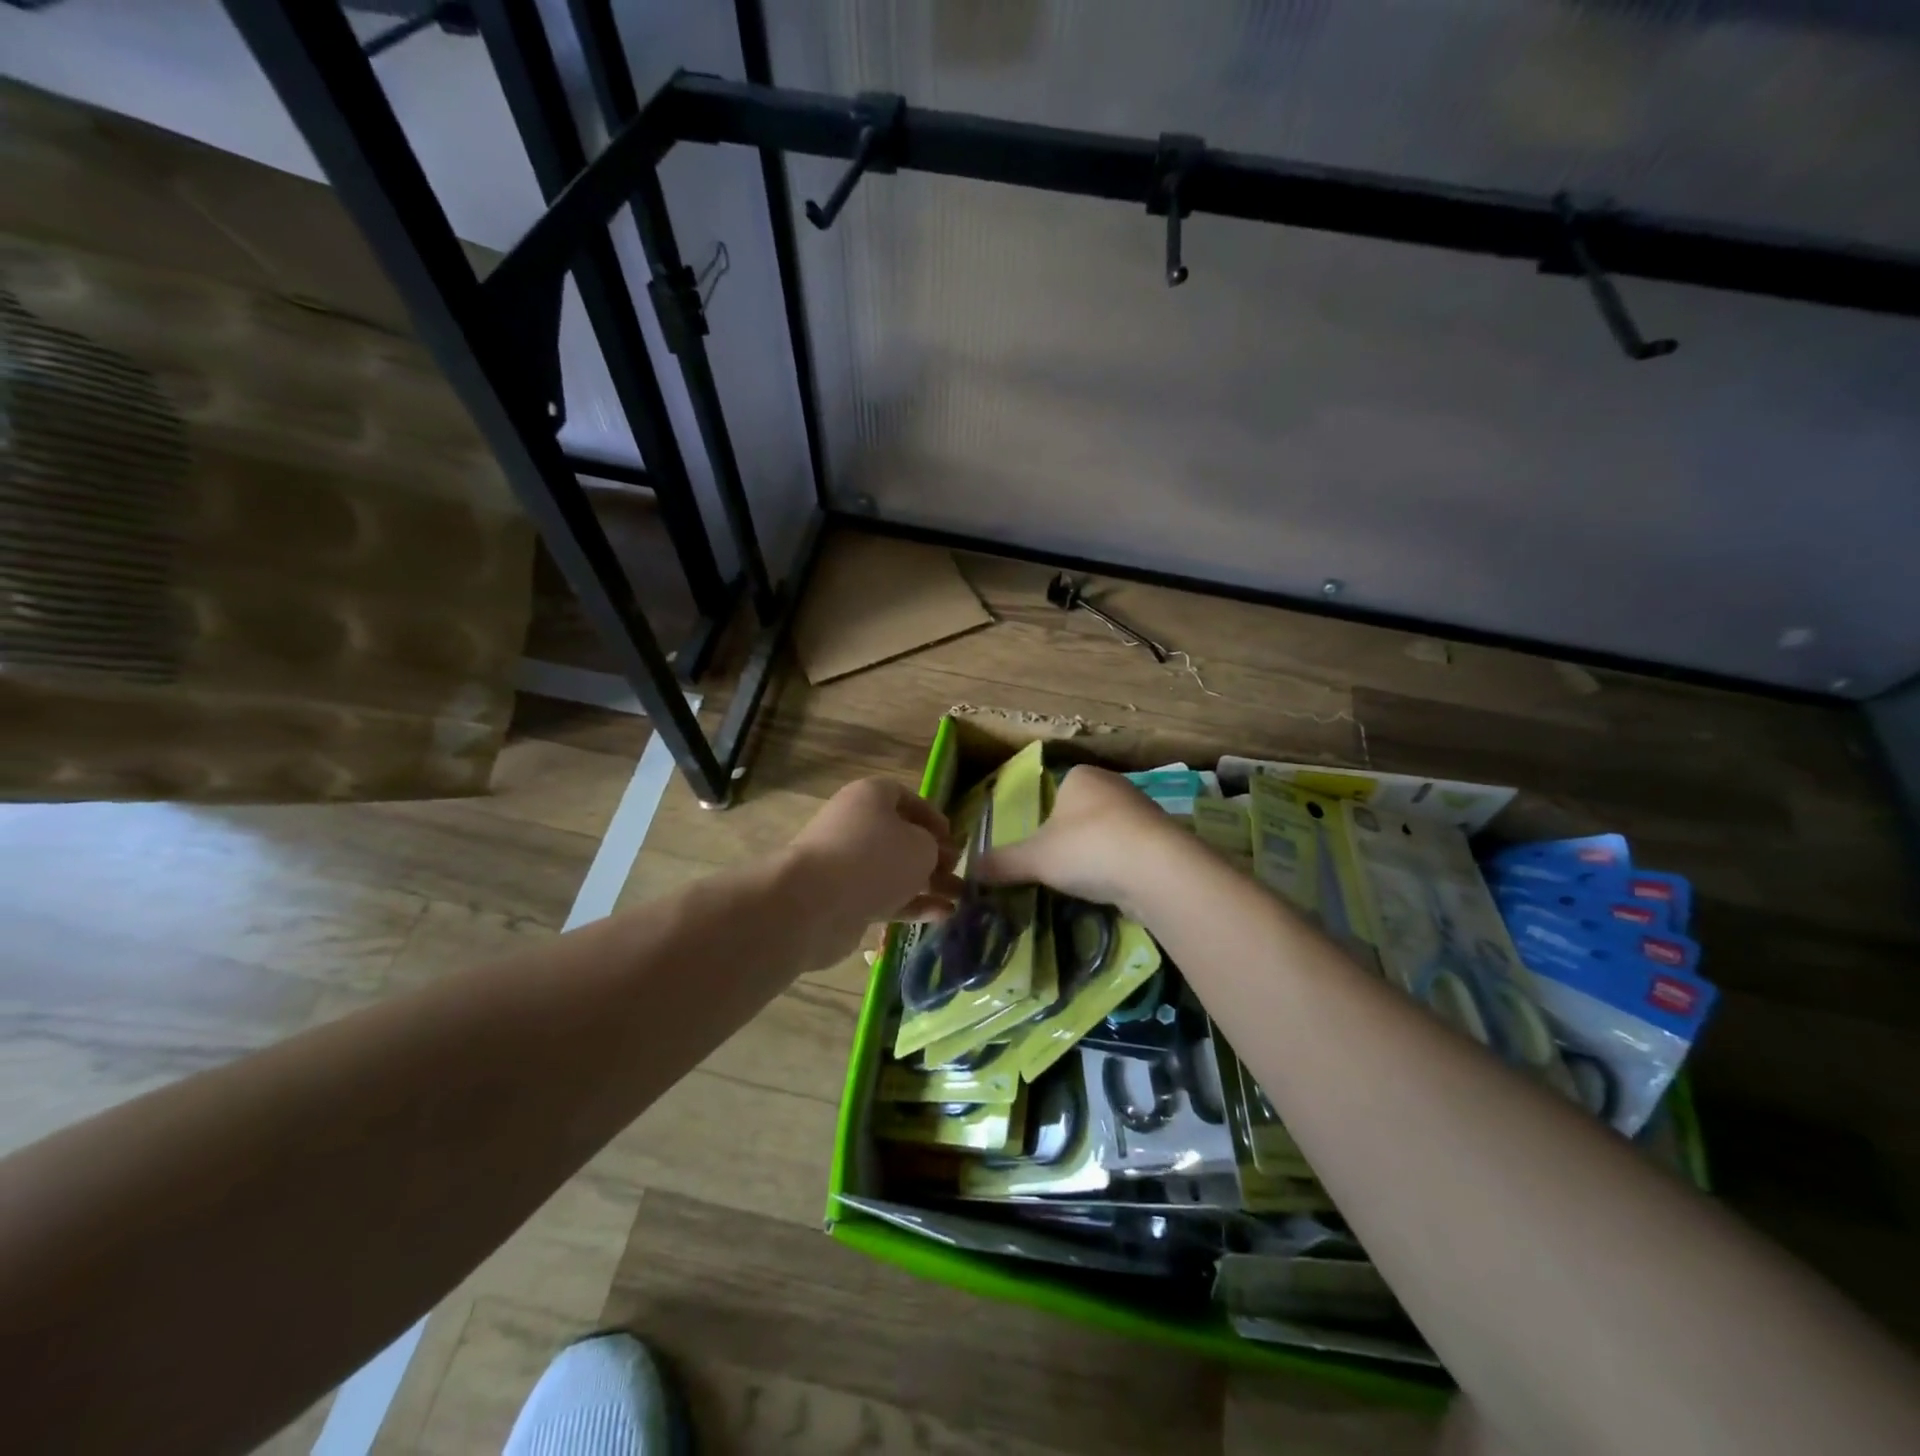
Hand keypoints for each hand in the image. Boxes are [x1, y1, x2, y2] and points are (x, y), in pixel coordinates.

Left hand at [786, 778, 963, 967]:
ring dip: (927, 883)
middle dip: (932, 855)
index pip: (906, 798)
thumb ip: (933, 848)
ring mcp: (847, 864)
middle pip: (900, 836)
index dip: (933, 817)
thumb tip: (929, 856)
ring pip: (894, 870)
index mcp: (870, 796)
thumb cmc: (874, 858)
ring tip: (960, 897)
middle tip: (958, 871)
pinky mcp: (844, 899)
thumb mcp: (921, 846)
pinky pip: (884, 897)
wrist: (814, 904)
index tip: (954, 838)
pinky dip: (912, 905)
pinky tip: (942, 916)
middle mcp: (855, 824)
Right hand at [975, 765, 1189, 916]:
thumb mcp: (1035, 859)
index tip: (1040, 848)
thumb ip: (1002, 863)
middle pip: (1082, 812)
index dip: (1045, 818)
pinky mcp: (1164, 839)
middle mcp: (1114, 784)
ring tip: (1086, 882)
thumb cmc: (1087, 849)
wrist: (1157, 870)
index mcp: (1081, 777)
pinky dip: (1121, 867)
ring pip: (1109, 831)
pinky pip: (1132, 850)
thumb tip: (968, 870)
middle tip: (1058, 867)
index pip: (1056, 791)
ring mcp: (1143, 810)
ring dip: (1098, 853)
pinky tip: (1114, 887)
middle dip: (1072, 838)